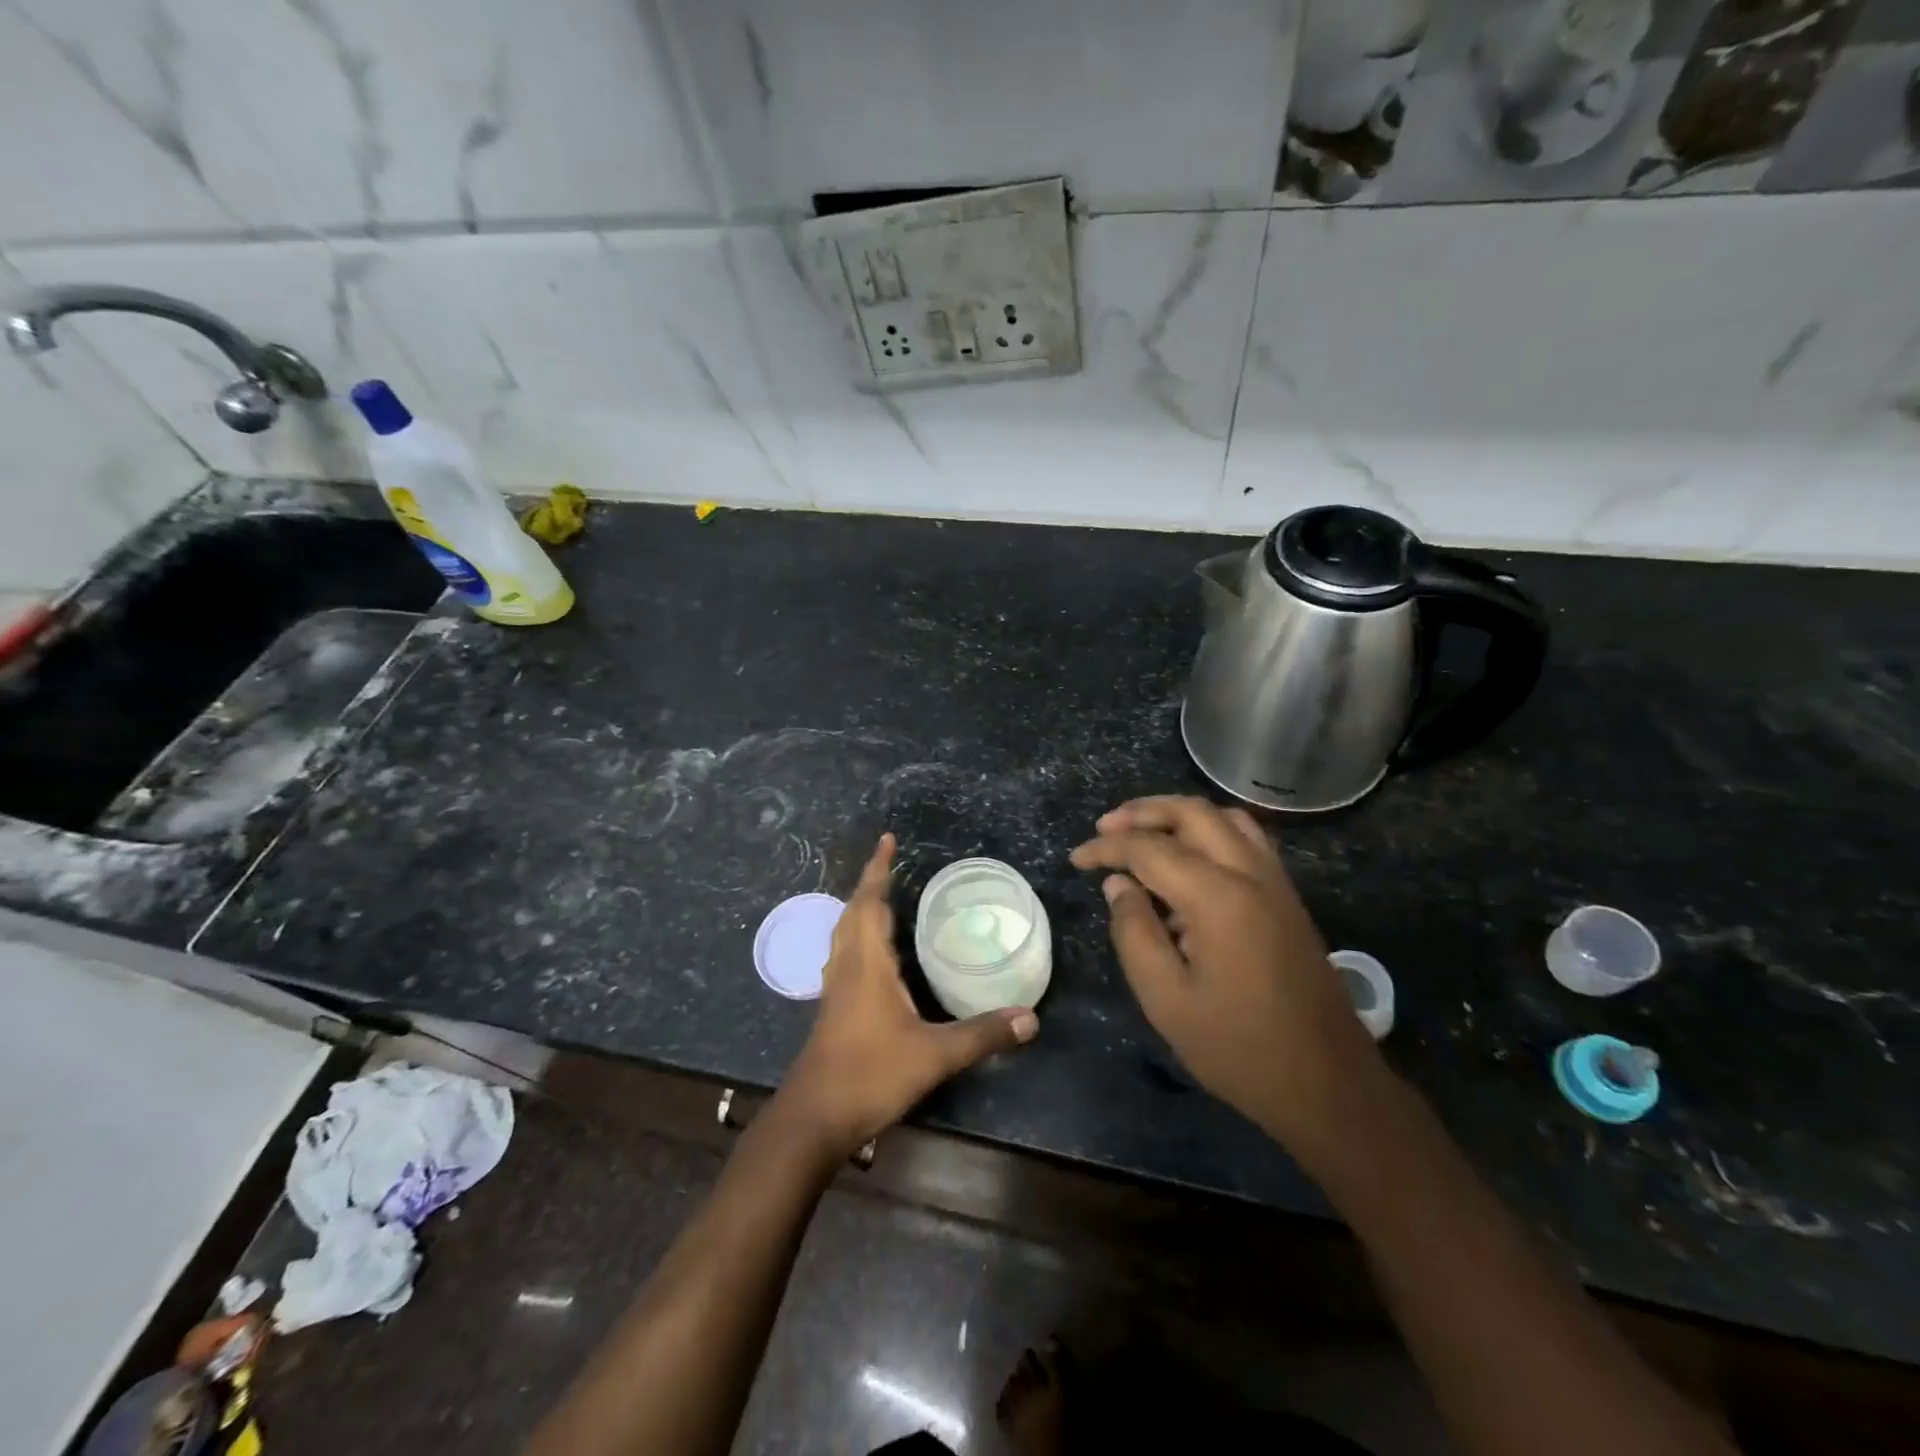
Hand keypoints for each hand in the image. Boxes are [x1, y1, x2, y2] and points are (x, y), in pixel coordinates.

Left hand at [779, 833, 1038, 1159]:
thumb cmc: (870, 1075)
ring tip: (884, 897)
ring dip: (861, 907)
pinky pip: (845, 954)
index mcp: (867, 963)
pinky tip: (874, 953)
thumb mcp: (933, 1055)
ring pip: (845, 932)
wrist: (814, 1118)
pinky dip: (859, 935)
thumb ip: (982, 1035)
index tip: (887, 840)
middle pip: (853, 911)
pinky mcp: (834, 1008)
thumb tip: (1030, 1017)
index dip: (878, 869)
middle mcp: (847, 966)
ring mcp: (836, 988)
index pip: (870, 902)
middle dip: (871, 882)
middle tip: (892, 862)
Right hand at [1071, 796, 1380, 1144]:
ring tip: (1143, 831)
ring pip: (1225, 817)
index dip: (1106, 849)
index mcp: (1218, 897)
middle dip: (1142, 812)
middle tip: (1105, 828)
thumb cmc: (1238, 1048)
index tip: (1076, 859)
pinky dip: (1210, 830)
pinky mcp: (1289, 898)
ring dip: (1178, 814)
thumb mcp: (1166, 999)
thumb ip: (1134, 932)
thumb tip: (1118, 885)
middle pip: (1192, 812)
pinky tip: (1190, 856)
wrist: (1328, 1084)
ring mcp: (1277, 882)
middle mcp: (1251, 874)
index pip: (1150, 849)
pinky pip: (1246, 839)